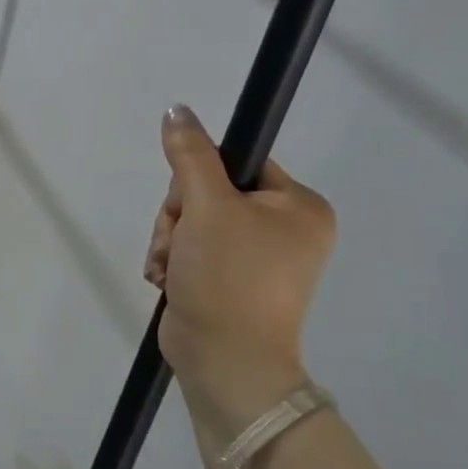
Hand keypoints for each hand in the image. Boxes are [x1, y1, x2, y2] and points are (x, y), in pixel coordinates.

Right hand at [143, 105, 335, 431]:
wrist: (224, 359)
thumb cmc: (228, 276)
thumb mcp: (206, 207)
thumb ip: (190, 155)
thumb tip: (177, 109)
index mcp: (298, 207)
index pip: (237, 163)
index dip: (199, 178)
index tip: (189, 204)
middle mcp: (284, 229)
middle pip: (207, 193)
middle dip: (178, 217)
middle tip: (179, 242)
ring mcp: (256, 257)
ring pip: (191, 222)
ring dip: (169, 240)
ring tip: (171, 267)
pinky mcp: (228, 279)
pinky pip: (190, 249)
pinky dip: (172, 260)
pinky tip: (168, 278)